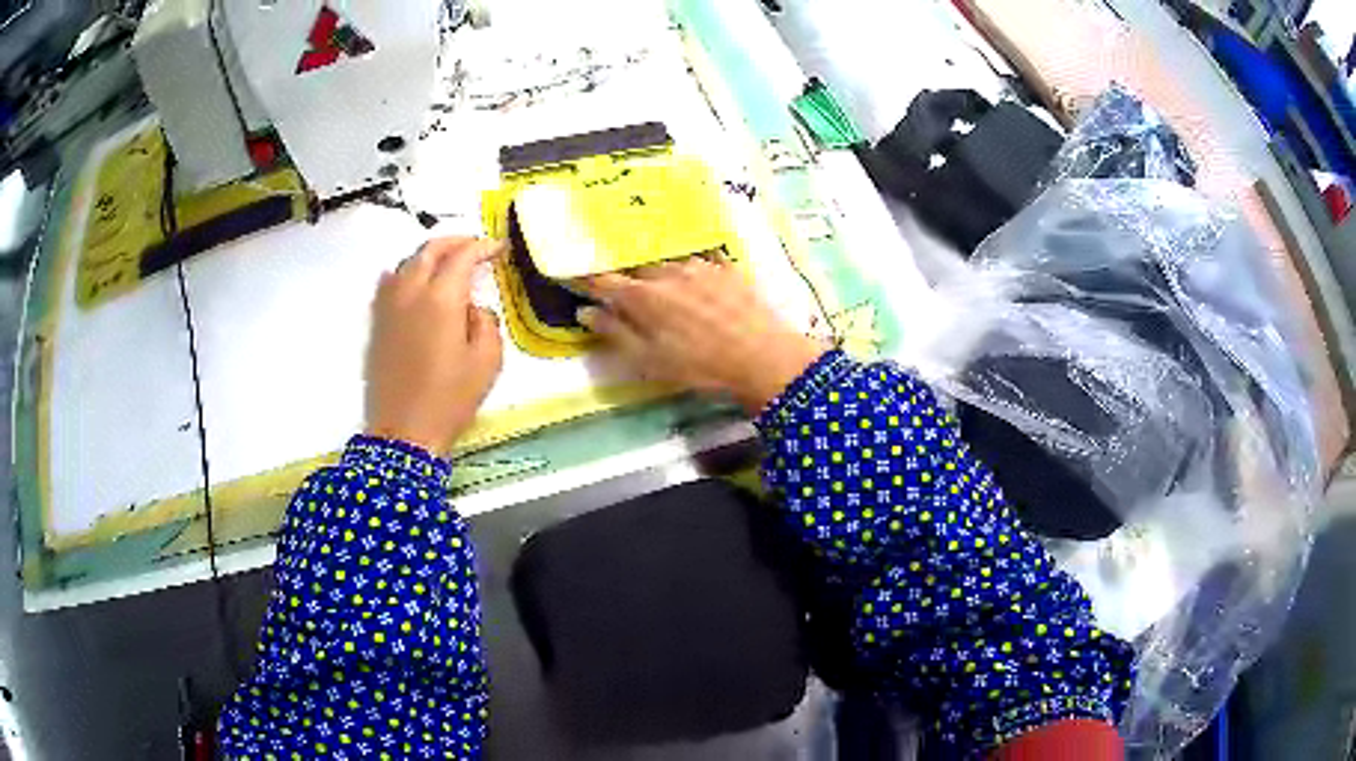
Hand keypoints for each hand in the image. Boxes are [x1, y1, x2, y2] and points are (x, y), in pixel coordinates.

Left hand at [365, 237, 504, 455]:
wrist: (403, 432)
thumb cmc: (450, 399)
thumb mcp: (487, 361)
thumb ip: (486, 321)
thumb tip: (472, 307)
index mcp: (441, 297)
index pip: (463, 255)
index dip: (483, 247)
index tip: (499, 248)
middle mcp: (410, 291)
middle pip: (431, 249)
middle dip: (456, 242)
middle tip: (475, 248)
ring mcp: (388, 305)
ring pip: (407, 262)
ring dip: (430, 255)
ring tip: (447, 265)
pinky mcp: (376, 322)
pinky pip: (389, 282)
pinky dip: (406, 272)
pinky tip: (414, 283)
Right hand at [579, 257, 825, 413]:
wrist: (764, 357)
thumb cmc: (701, 367)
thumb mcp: (650, 361)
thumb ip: (615, 334)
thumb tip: (585, 312)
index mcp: (643, 297)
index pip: (603, 281)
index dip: (585, 278)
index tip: (571, 274)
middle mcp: (667, 272)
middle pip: (636, 267)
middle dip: (625, 275)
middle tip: (622, 287)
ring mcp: (700, 266)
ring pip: (667, 261)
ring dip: (657, 271)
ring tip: (661, 284)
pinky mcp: (727, 268)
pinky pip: (700, 261)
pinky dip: (690, 269)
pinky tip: (695, 278)